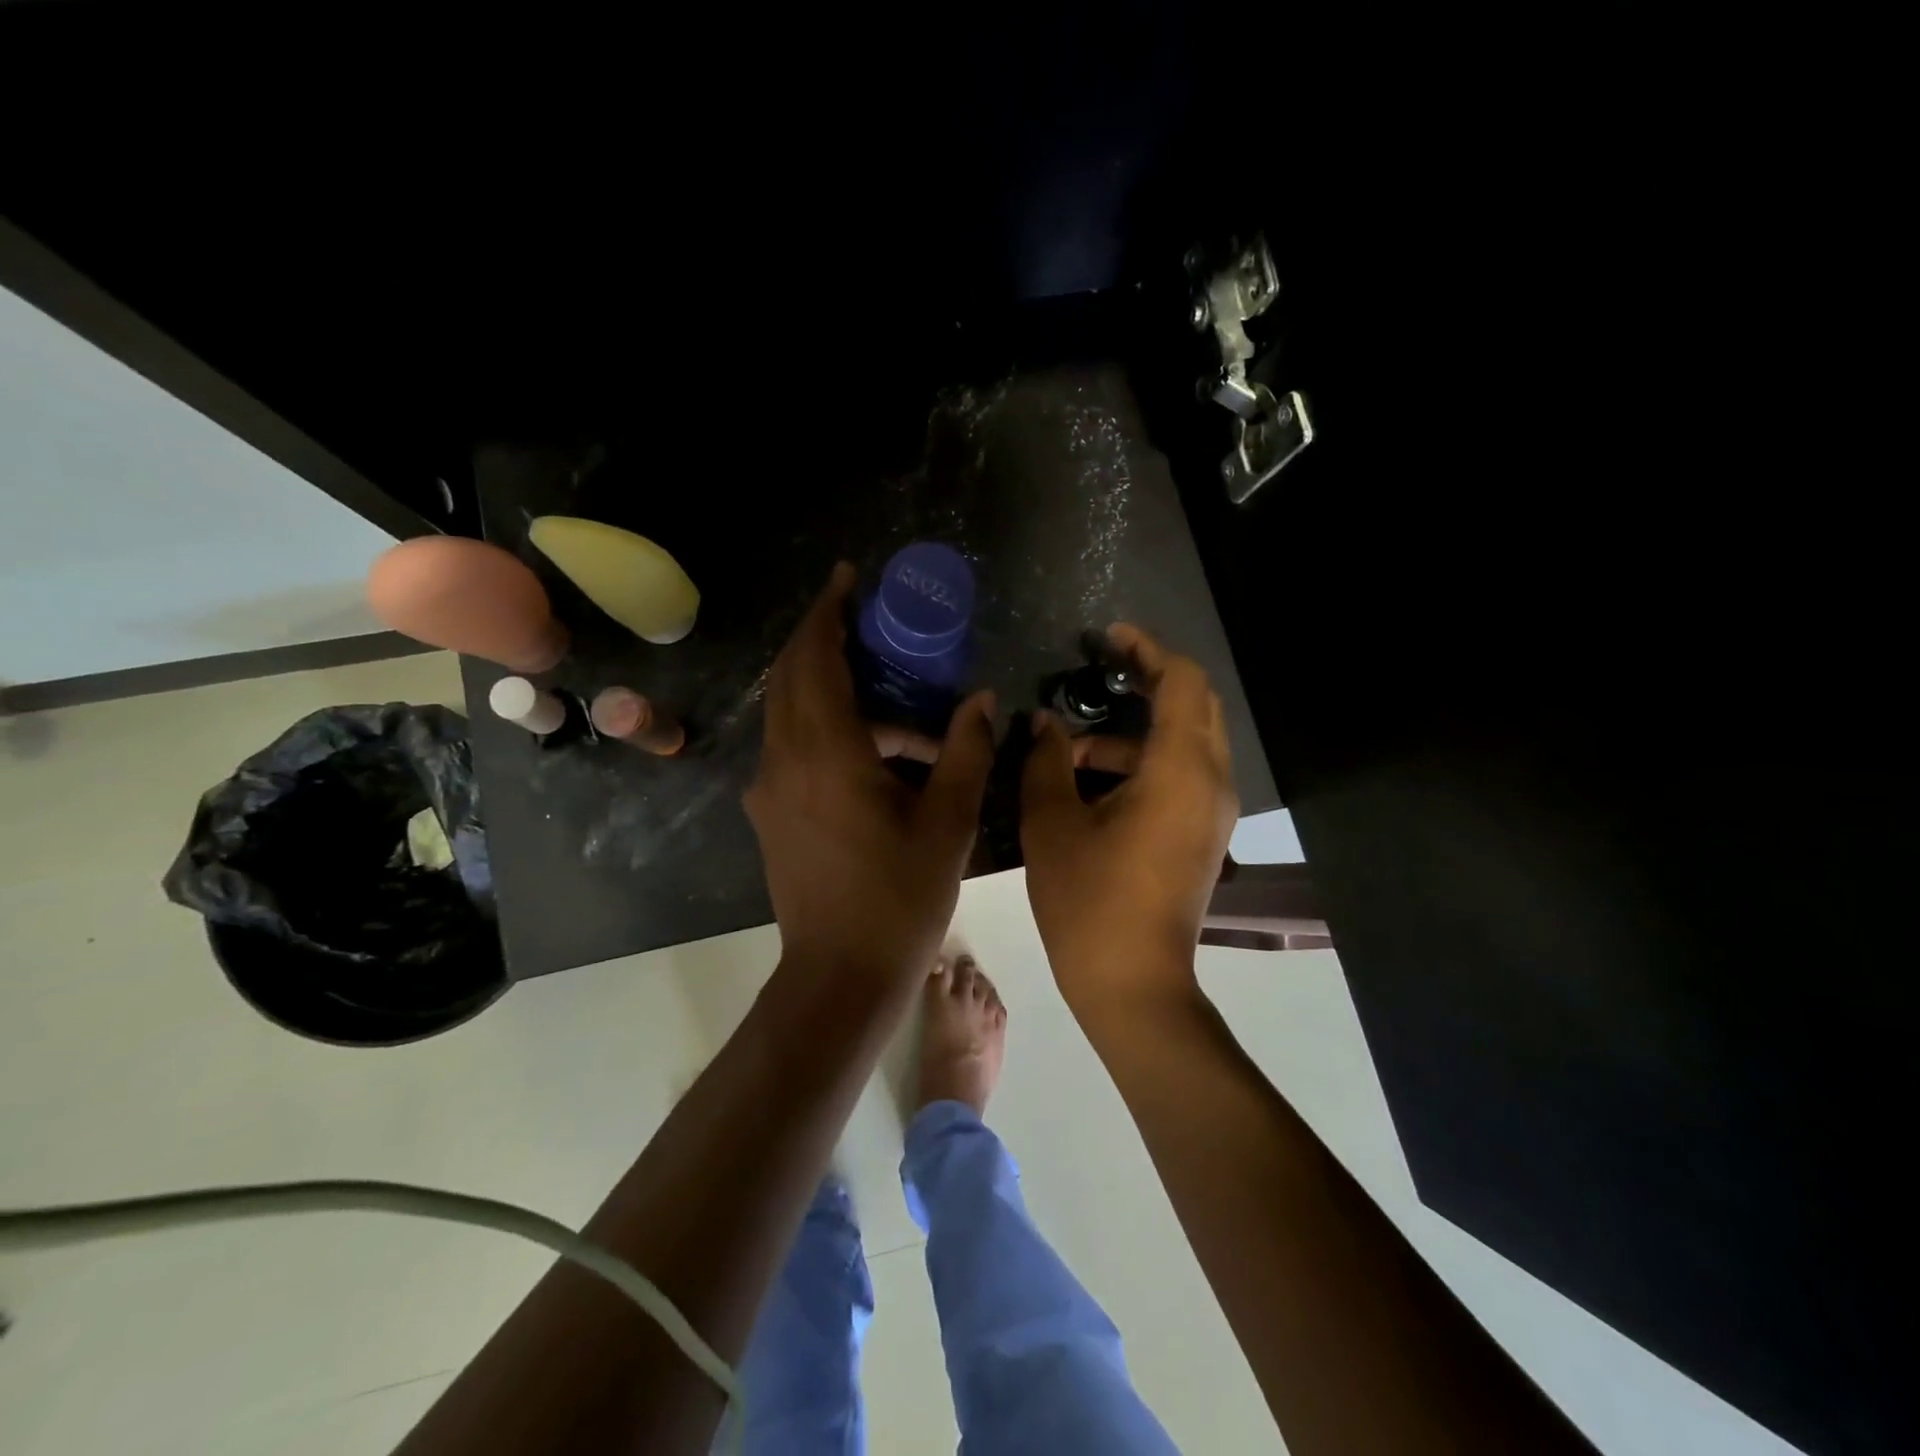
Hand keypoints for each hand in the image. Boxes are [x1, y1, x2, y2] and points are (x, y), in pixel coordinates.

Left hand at [745, 563, 995, 980]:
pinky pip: (791, 744)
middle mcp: (784, 759)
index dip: (828, 613)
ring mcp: (770, 787)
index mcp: (826, 752)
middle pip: (789, 674)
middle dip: (821, 636)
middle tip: (866, 619)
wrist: (840, 974)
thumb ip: (966, 752)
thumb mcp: (948, 821)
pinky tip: (871, 747)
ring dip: (828, 685)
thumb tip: (981, 701)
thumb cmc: (899, 897)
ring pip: (788, 710)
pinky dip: (823, 723)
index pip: (815, 659)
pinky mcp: (770, 812)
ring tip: (891, 694)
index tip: (848, 580)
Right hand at [1020, 624, 1237, 1015]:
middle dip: (1150, 680)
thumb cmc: (1089, 901)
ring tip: (1073, 745)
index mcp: (1180, 770)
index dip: (1147, 650)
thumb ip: (1047, 761)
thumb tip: (1045, 723)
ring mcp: (1212, 811)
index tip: (1107, 639)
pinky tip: (1093, 782)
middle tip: (1099, 671)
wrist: (1133, 984)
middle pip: (1195, 705)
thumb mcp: (1053, 823)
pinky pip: (1183, 774)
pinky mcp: (1203, 834)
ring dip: (1137, 730)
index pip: (1183, 682)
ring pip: (1187, 742)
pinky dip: (1145, 760)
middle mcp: (1211, 782)